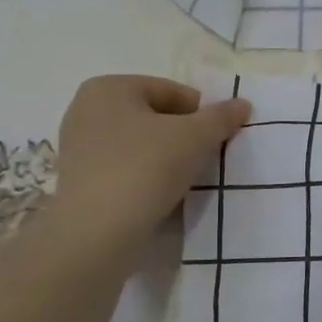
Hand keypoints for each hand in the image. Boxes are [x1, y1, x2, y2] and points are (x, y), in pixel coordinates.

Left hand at [42, 76, 250, 251]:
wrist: (96, 233)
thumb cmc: (145, 168)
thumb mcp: (195, 137)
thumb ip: (221, 117)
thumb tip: (242, 104)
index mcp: (110, 88)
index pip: (172, 92)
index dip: (201, 114)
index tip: (216, 140)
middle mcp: (87, 110)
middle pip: (155, 117)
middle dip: (183, 136)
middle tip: (203, 160)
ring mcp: (79, 147)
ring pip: (141, 144)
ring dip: (167, 158)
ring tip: (184, 180)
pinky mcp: (80, 181)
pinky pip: (125, 168)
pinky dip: (146, 177)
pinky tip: (161, 196)